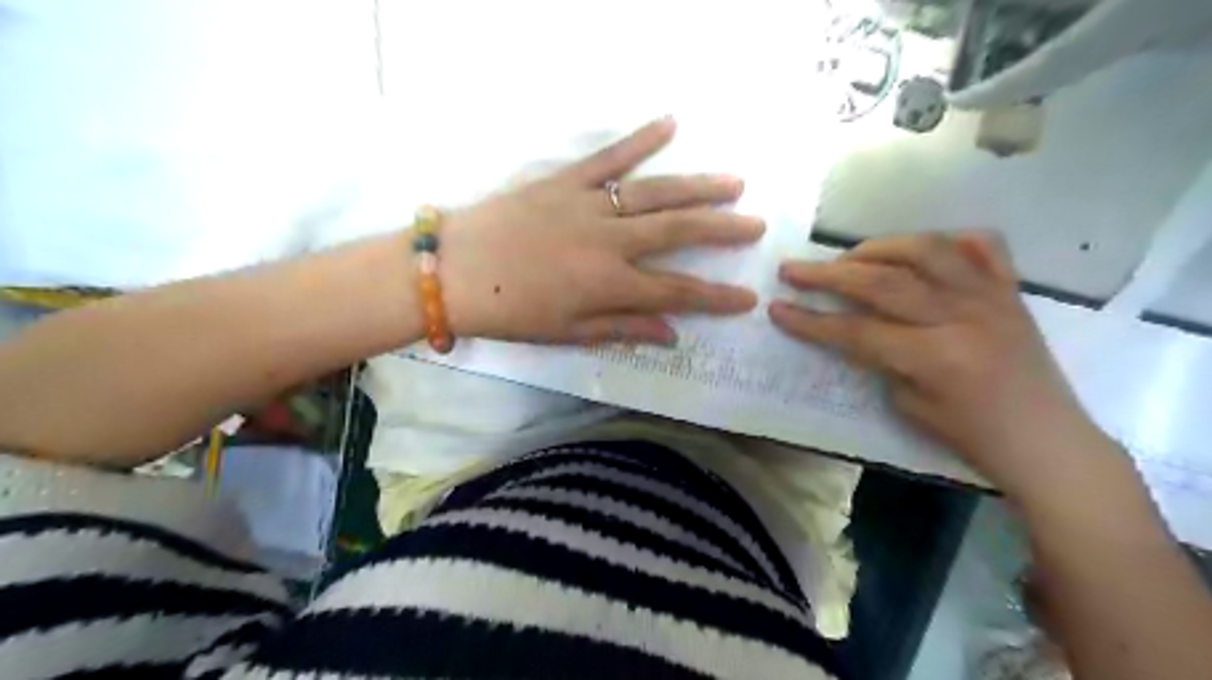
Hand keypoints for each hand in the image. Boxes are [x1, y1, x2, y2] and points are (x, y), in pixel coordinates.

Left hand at [437, 113, 758, 344]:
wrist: (453, 271)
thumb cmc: (510, 311)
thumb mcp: (567, 332)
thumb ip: (623, 329)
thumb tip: (672, 334)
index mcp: (609, 284)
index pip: (677, 292)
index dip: (716, 298)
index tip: (747, 299)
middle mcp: (609, 241)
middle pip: (677, 232)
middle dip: (722, 230)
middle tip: (756, 227)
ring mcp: (589, 205)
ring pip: (655, 192)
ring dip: (698, 186)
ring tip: (734, 183)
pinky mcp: (565, 180)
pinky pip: (609, 157)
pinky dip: (639, 139)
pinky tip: (669, 123)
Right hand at [771, 232, 1104, 493]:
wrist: (1047, 440)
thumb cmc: (973, 436)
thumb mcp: (909, 407)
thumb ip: (881, 360)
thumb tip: (858, 328)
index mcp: (933, 356)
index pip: (855, 330)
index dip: (810, 320)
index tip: (777, 308)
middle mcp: (960, 315)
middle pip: (881, 281)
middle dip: (828, 274)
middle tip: (792, 268)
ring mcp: (989, 296)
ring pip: (926, 249)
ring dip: (878, 247)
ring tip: (849, 256)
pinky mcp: (1010, 290)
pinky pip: (982, 245)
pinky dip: (949, 238)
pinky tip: (921, 249)